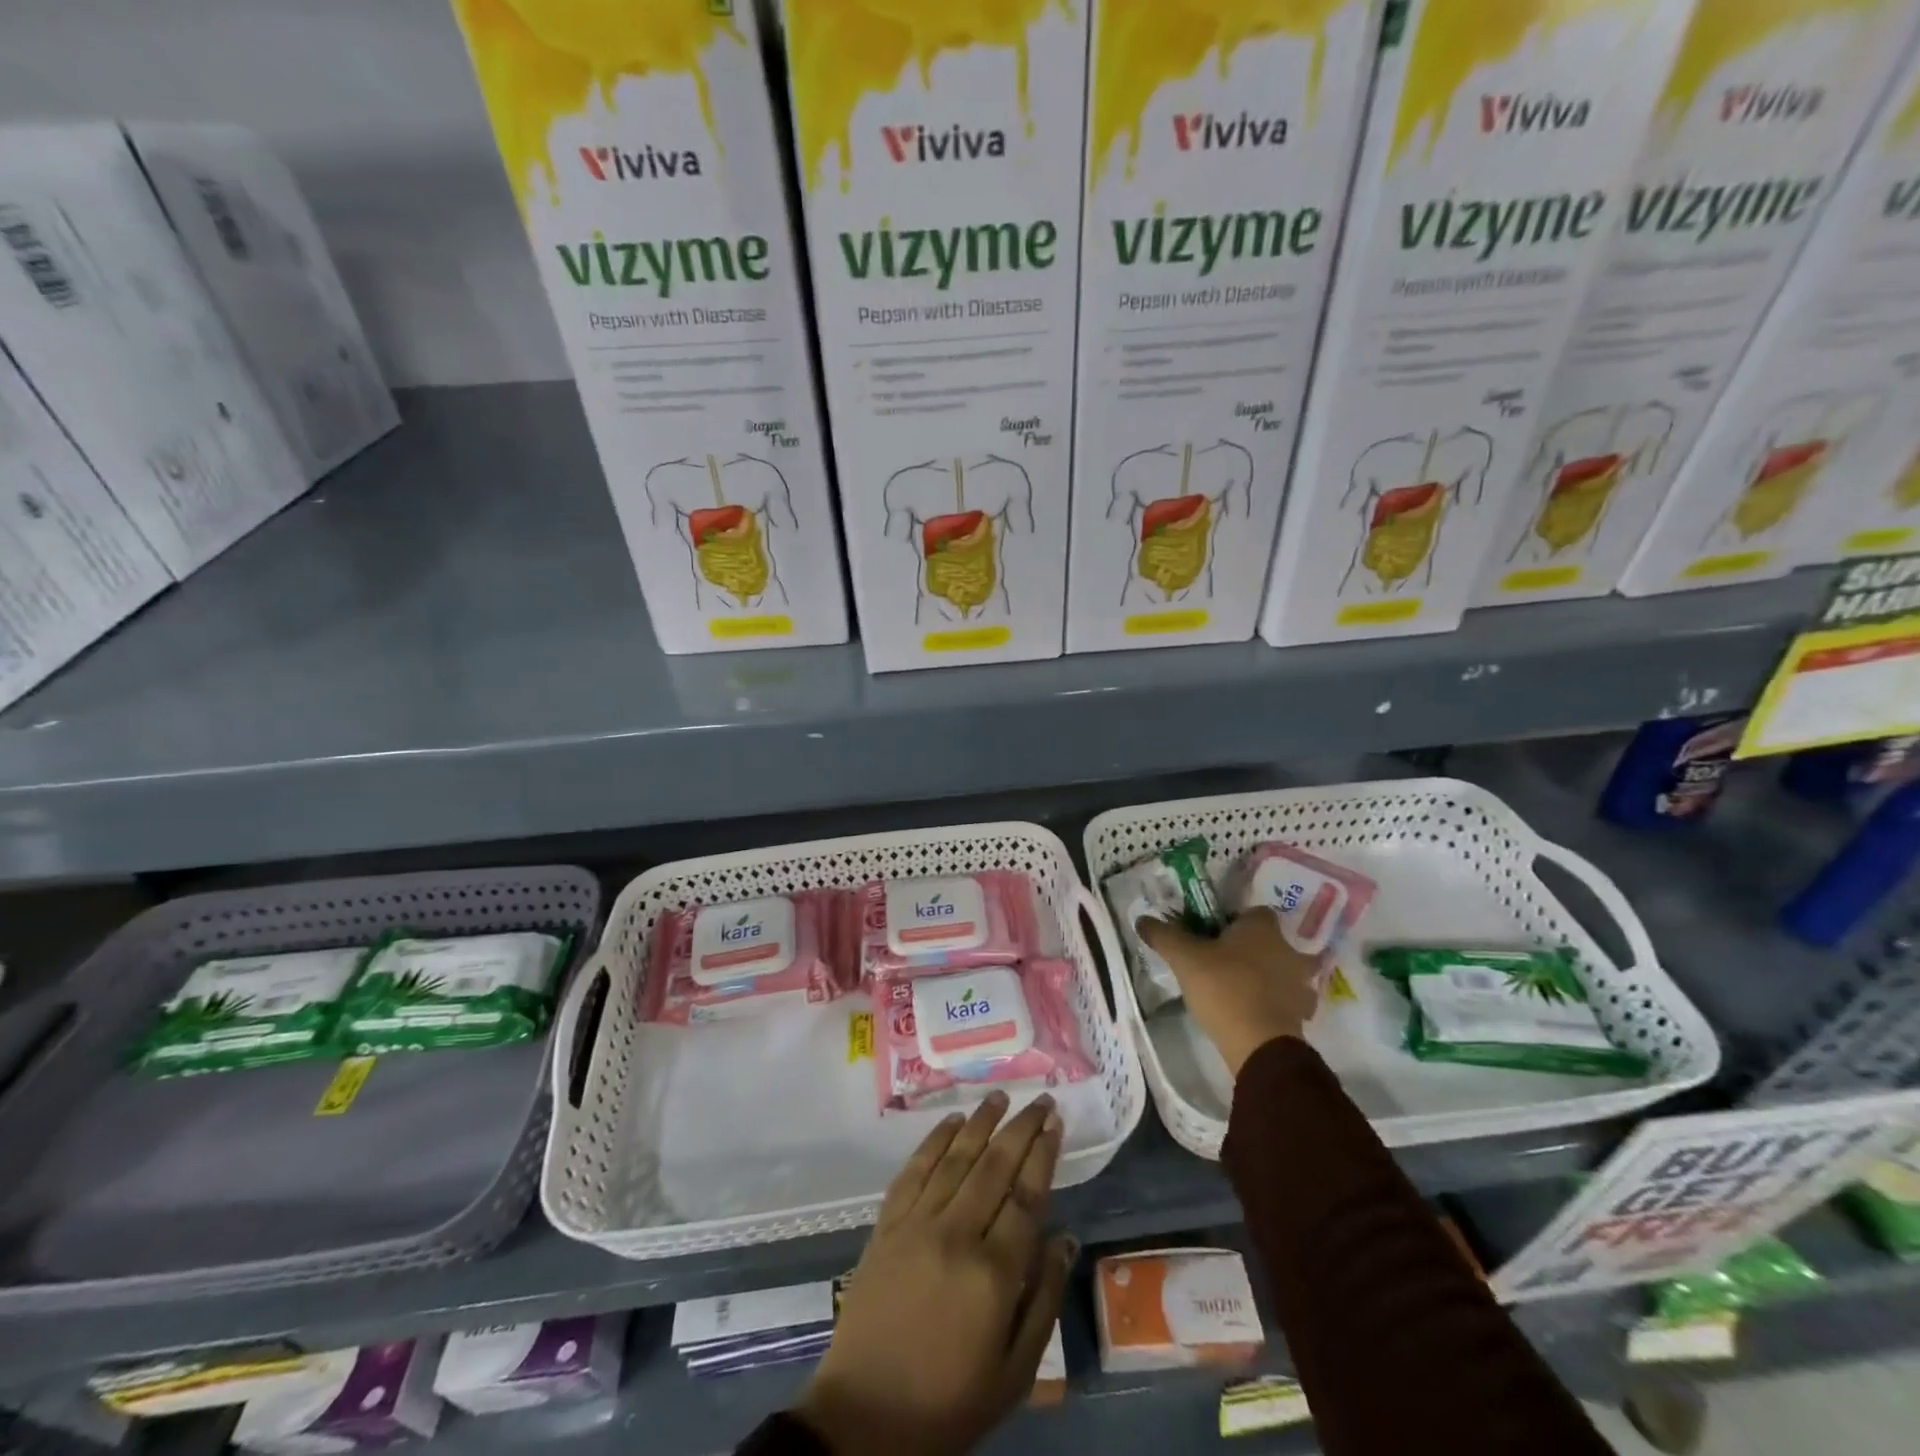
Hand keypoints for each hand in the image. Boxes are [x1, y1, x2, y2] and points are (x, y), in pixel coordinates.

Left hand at [795, 1091, 1075, 1455]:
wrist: (864, 1419)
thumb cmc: (949, 1403)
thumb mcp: (1014, 1373)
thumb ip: (1043, 1299)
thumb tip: (1066, 1238)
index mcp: (993, 1273)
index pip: (1026, 1195)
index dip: (1043, 1153)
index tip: (1055, 1122)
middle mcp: (956, 1234)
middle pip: (994, 1166)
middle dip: (1020, 1128)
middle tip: (1039, 1099)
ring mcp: (916, 1224)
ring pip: (955, 1158)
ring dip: (980, 1123)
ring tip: (1000, 1097)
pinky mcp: (886, 1225)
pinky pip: (914, 1171)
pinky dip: (934, 1142)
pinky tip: (952, 1123)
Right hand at [1136, 906, 1319, 1077]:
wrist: (1260, 1045)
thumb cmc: (1224, 988)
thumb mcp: (1184, 958)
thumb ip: (1164, 935)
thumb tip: (1142, 920)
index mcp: (1262, 927)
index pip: (1253, 912)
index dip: (1234, 920)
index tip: (1214, 935)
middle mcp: (1287, 949)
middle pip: (1269, 941)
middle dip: (1251, 948)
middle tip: (1223, 961)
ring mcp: (1300, 982)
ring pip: (1282, 970)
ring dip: (1267, 976)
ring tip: (1239, 989)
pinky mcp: (1302, 1014)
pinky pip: (1288, 1001)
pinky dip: (1274, 1004)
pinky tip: (1253, 1012)